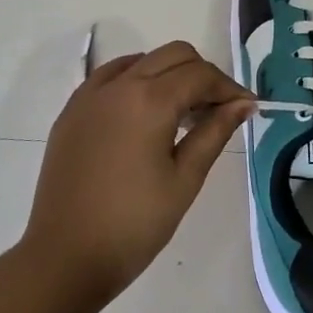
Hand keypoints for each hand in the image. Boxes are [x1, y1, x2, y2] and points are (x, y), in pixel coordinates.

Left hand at [23, 41, 253, 304]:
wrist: (64, 258)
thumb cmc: (134, 224)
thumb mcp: (185, 179)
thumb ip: (215, 132)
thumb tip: (243, 103)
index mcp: (149, 100)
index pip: (200, 75)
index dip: (229, 88)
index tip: (248, 107)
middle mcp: (119, 85)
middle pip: (173, 55)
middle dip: (202, 74)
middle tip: (218, 109)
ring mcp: (90, 95)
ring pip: (142, 60)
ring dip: (169, 74)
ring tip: (183, 114)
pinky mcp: (72, 110)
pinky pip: (111, 76)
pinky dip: (137, 80)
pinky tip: (145, 113)